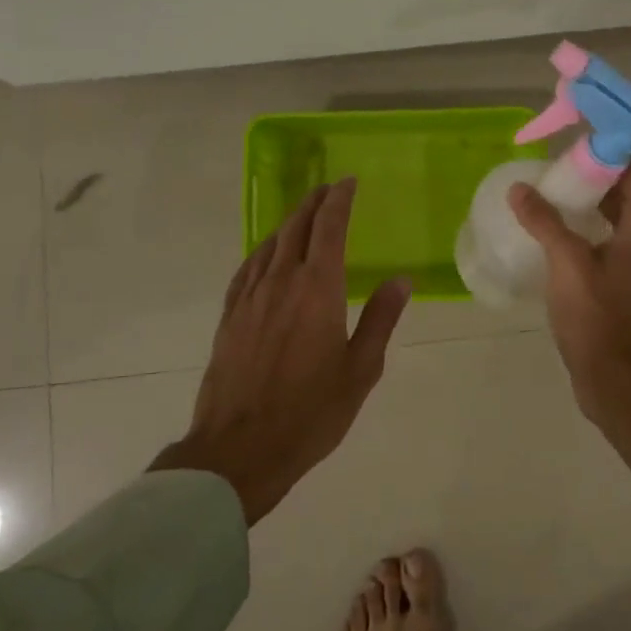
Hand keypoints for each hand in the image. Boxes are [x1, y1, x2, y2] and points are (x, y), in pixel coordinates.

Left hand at [151, 179, 410, 523]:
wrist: (240, 449)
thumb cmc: (310, 413)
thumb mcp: (360, 370)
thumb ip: (380, 319)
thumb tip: (401, 280)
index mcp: (318, 290)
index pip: (329, 228)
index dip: (339, 200)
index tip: (347, 182)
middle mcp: (281, 283)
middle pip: (296, 228)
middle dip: (313, 203)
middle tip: (328, 189)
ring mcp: (250, 299)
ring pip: (270, 245)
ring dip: (289, 223)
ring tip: (302, 214)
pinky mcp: (229, 318)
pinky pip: (247, 269)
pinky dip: (262, 251)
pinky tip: (266, 254)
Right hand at [509, 161, 630, 481]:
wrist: (613, 379)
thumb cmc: (596, 318)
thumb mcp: (567, 265)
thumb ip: (545, 223)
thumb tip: (521, 190)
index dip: (615, 144)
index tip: (585, 127)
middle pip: (629, 189)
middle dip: (598, 168)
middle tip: (560, 154)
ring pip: (619, 214)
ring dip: (592, 196)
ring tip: (554, 183)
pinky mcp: (624, 281)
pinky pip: (609, 237)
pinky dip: (589, 223)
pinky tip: (557, 225)